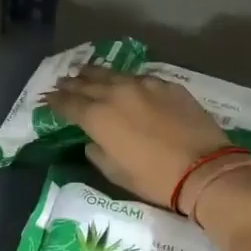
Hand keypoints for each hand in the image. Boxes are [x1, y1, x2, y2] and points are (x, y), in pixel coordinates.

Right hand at [43, 65, 231, 207]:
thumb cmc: (154, 179)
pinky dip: (124, 79)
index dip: (55, 102)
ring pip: (112, 74)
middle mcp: (116, 93)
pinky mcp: (166, 85)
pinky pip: (138, 77)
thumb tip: (93, 141)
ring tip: (84, 72)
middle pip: (87, 83)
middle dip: (72, 83)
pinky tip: (123, 80)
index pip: (69, 104)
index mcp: (98, 117)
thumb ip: (98, 152)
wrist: (203, 169)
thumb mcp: (116, 172)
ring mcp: (143, 85)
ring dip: (94, 74)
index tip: (46, 100)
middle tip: (61, 82)